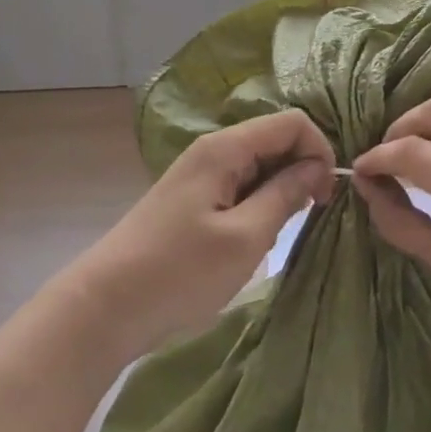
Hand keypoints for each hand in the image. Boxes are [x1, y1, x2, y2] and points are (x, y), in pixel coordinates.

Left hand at [71, 112, 335, 358]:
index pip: (292, 122)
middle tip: (311, 214)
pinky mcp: (193, 198)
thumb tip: (317, 167)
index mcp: (225, 148)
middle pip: (275, 139)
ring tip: (282, 229)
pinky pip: (240, 184)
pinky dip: (260, 202)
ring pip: (259, 164)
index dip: (319, 150)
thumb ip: (285, 195)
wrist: (104, 308)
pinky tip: (257, 235)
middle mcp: (213, 150)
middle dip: (303, 169)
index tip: (326, 194)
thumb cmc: (179, 272)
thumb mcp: (245, 237)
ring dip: (282, 189)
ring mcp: (200, 174)